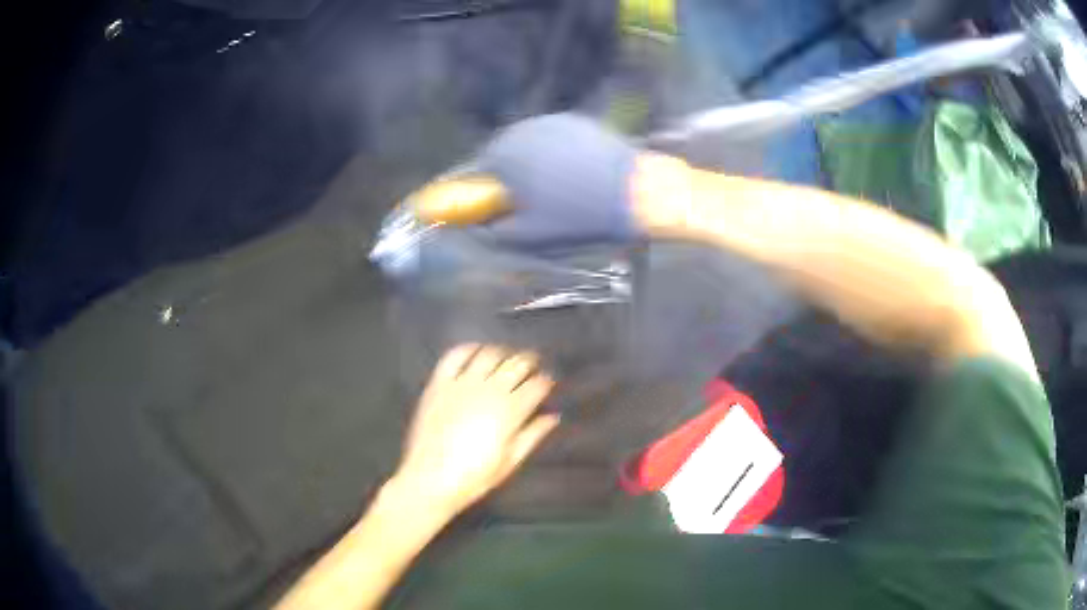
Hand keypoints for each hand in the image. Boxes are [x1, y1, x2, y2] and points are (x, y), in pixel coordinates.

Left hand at [391, 344, 560, 516]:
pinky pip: (454, 356)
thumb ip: (532, 435)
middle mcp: (488, 390)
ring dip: (503, 353)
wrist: (430, 480)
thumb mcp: (510, 462)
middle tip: (533, 365)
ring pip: (489, 355)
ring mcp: (462, 384)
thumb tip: (552, 417)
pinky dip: (468, 348)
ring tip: (507, 357)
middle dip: (529, 362)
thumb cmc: (474, 477)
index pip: (536, 386)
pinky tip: (476, 351)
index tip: (548, 383)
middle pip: (516, 365)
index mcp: (510, 411)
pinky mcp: (439, 384)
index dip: (546, 382)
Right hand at [413, 113, 693, 248]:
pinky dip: (551, 154)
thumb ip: (493, 231)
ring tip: (549, 189)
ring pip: (525, 145)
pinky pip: (550, 138)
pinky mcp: (575, 121)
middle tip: (522, 202)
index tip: (485, 207)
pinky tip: (569, 173)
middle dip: (504, 177)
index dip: (476, 193)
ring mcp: (550, 122)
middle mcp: (521, 130)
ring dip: (527, 164)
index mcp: (504, 154)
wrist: (636, 192)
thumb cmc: (579, 215)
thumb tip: (474, 229)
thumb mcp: (530, 234)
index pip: (472, 173)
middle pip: (499, 156)